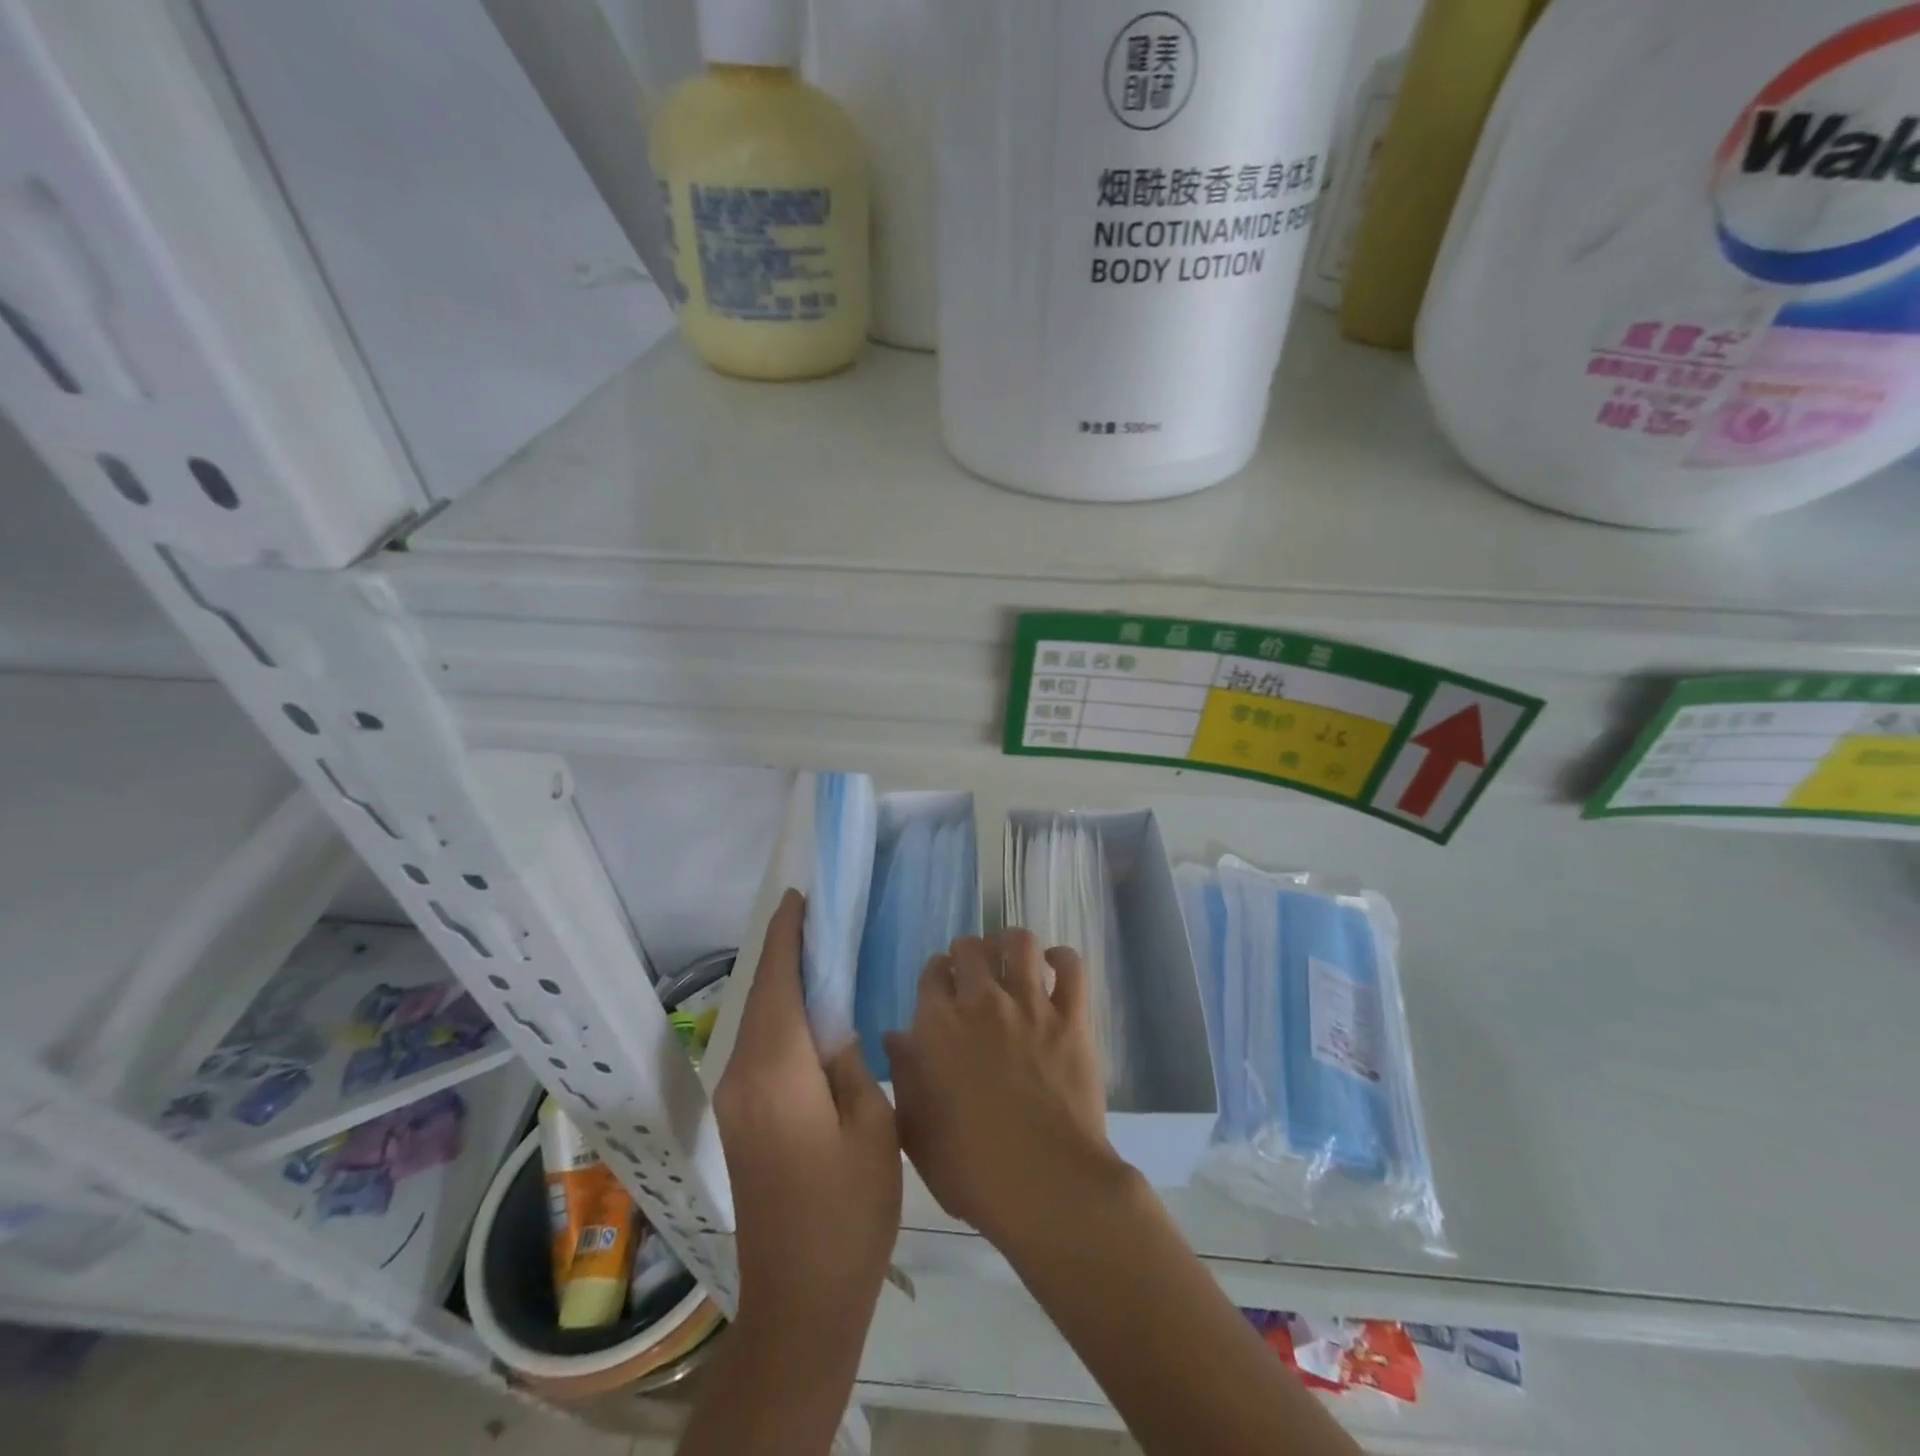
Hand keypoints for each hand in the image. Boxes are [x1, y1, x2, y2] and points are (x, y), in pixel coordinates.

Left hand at [714, 889, 900, 1353]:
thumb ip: (850, 1062)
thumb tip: (833, 1027)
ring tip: (819, 953)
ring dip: (782, 982)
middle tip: (820, 918)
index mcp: (776, 1071)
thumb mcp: (873, 1127)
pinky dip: (780, 1015)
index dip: (787, 935)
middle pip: (762, 994)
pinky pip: (759, 1046)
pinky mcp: (740, 1119)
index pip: (777, 981)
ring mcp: (735, 1099)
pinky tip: (808, 1011)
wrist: (800, 1299)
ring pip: (758, 1020)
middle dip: (785, 951)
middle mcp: (742, 1075)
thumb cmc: (848, 1211)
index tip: (800, 897)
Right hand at [885, 930, 1126, 1249]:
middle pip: (970, 947)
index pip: (932, 972)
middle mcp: (981, 1002)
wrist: (1045, 1184)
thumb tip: (895, 1035)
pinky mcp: (1072, 1017)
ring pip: (1019, 942)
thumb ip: (903, 1074)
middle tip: (974, 974)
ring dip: (1010, 943)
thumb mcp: (916, 1129)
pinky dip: (1062, 959)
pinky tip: (1054, 967)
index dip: (937, 975)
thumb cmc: (970, 1168)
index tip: (942, 988)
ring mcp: (1030, 1005)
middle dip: (967, 953)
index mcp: (938, 1025)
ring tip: (1011, 958)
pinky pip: (1071, 967)